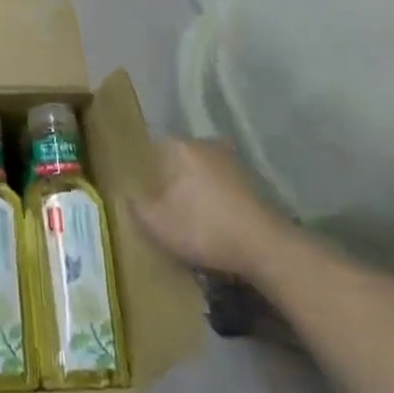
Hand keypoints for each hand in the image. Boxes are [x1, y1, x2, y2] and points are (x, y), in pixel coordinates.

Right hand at [128, 138, 288, 277]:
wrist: (266, 247)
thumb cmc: (204, 229)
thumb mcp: (158, 225)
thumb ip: (137, 208)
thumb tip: (127, 196)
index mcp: (180, 147)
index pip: (152, 148)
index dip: (144, 169)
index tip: (142, 191)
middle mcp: (205, 144)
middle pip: (178, 158)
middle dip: (170, 178)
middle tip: (163, 205)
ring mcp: (232, 161)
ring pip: (202, 170)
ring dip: (195, 188)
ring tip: (190, 217)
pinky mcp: (253, 181)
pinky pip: (222, 184)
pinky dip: (216, 198)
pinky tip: (214, 221)